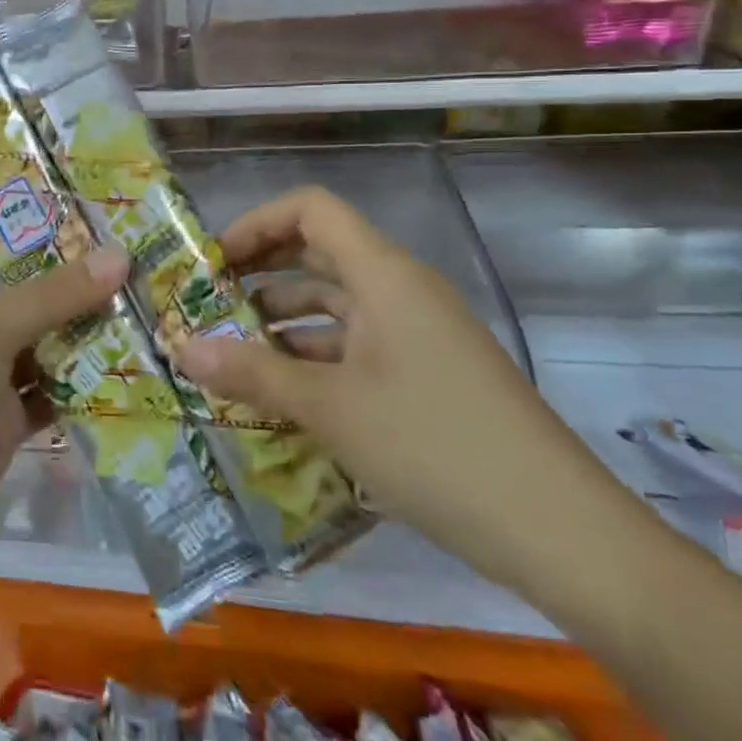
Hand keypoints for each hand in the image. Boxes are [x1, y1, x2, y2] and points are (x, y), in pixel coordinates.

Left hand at [0, 250, 129, 555]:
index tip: (114, 241)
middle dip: (83, 299)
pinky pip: (48, 398)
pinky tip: (128, 380)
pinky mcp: (3, 425)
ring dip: (88, 345)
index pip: (9, 262)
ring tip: (152, 323)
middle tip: (148, 282)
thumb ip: (55, 295)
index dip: (56, 251)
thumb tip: (121, 254)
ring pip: (46, 352)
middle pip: (34, 307)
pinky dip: (80, 392)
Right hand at [176, 186, 644, 593]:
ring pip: (335, 306)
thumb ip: (252, 374)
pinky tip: (278, 396)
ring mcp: (417, 334)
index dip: (256, 223)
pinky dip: (313, 360)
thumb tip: (181, 349)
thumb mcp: (331, 409)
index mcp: (383, 274)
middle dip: (258, 275)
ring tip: (229, 355)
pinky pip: (356, 347)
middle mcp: (400, 290)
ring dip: (281, 323)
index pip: (311, 210)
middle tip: (205, 306)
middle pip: (319, 255)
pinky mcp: (426, 375)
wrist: (560, 531)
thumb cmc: (435, 446)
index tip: (211, 262)